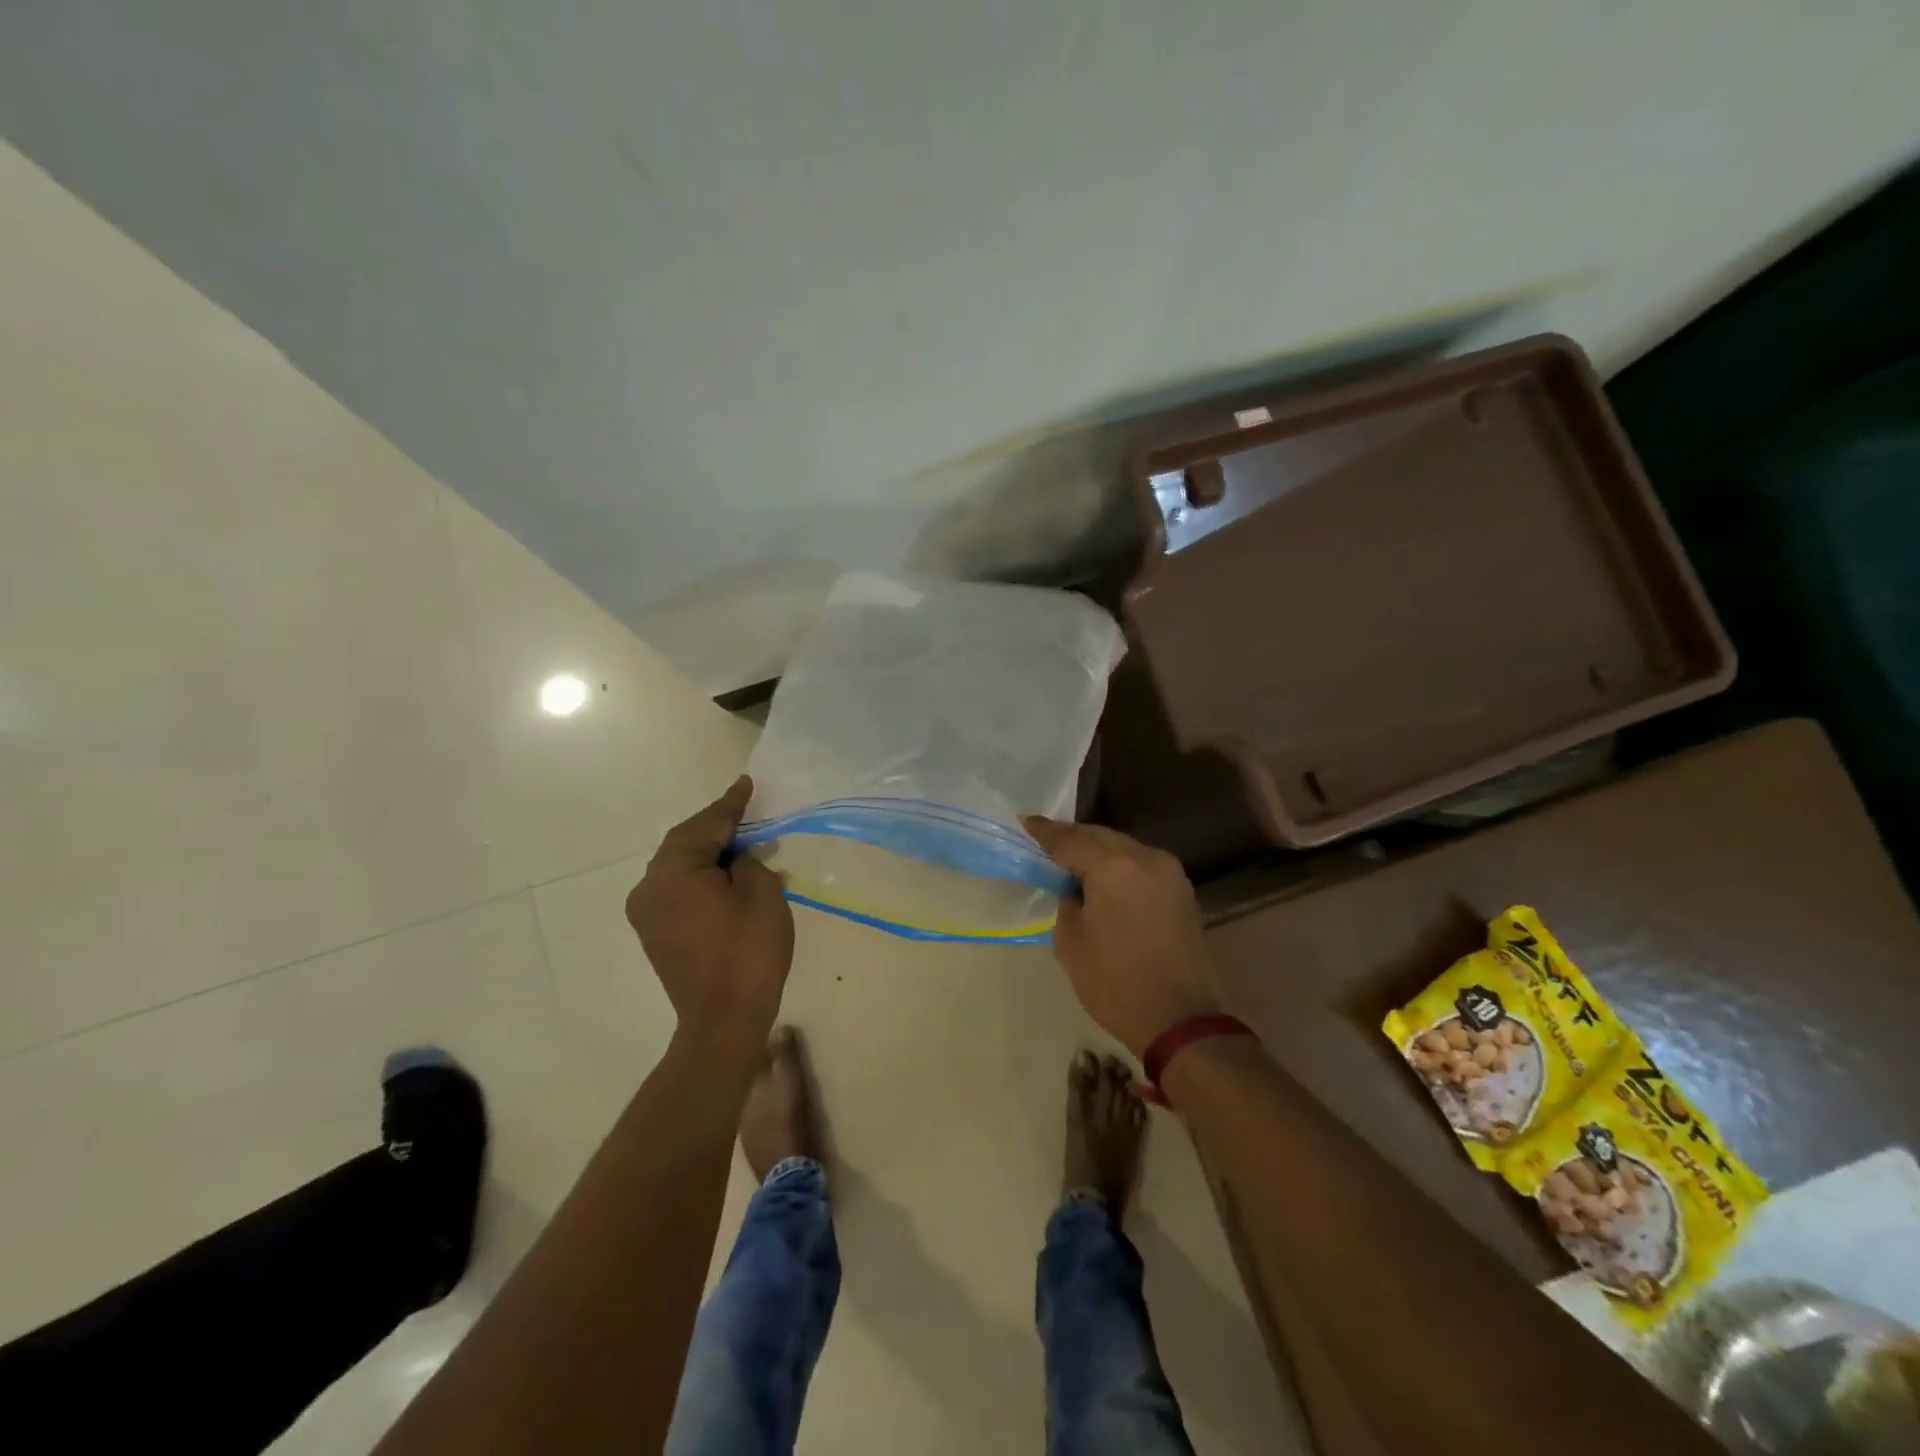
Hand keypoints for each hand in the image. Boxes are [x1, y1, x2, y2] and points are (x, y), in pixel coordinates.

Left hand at [627, 776, 794, 1044]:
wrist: (724, 1020)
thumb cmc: (748, 950)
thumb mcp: (761, 891)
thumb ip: (747, 861)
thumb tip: (734, 859)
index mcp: (672, 871)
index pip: (706, 826)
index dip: (730, 805)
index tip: (746, 784)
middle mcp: (649, 887)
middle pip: (685, 843)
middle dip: (717, 828)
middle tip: (746, 812)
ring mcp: (647, 913)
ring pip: (680, 867)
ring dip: (709, 854)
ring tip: (741, 844)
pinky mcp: (655, 933)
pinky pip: (678, 890)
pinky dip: (700, 877)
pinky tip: (726, 876)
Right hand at [1022, 817, 1224, 1057]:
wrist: (1181, 1021)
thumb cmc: (1116, 985)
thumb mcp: (1072, 943)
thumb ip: (1067, 902)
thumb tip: (1073, 887)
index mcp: (1114, 868)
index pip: (1071, 840)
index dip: (1046, 832)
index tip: (1026, 822)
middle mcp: (1145, 858)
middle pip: (1100, 836)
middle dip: (1072, 837)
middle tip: (1046, 840)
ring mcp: (1169, 872)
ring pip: (1123, 847)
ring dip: (1097, 849)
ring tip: (1072, 859)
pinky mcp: (1182, 890)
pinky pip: (1141, 864)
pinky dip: (1119, 864)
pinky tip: (1103, 876)